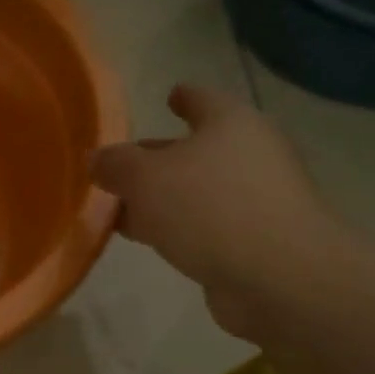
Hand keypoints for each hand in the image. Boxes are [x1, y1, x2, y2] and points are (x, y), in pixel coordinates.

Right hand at [90, 84, 355, 339]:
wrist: (279, 277)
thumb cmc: (208, 208)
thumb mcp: (143, 179)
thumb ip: (114, 165)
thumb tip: (95, 159)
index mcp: (230, 123)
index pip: (202, 99)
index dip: (183, 97)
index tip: (169, 96)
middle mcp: (250, 154)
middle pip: (197, 149)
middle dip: (160, 157)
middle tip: (122, 167)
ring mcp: (258, 199)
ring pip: (199, 190)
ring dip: (165, 198)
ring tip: (124, 210)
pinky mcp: (257, 240)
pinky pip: (207, 224)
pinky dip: (180, 227)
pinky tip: (154, 239)